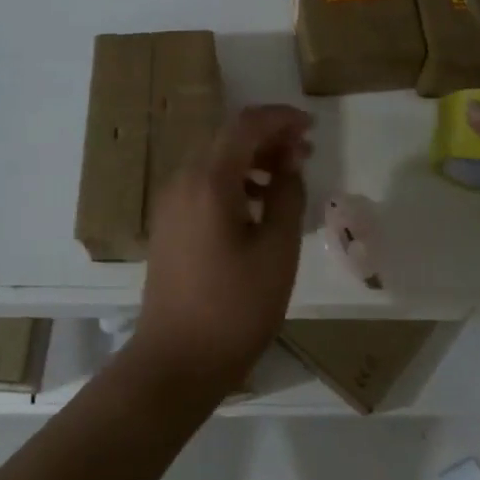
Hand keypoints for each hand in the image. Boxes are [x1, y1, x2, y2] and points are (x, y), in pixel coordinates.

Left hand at [129, 104, 312, 399]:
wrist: (175, 361)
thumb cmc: (235, 308)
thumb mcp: (277, 251)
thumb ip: (287, 196)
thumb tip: (289, 161)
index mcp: (208, 180)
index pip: (246, 125)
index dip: (281, 118)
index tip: (311, 127)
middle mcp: (182, 181)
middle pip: (227, 138)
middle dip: (268, 138)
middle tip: (305, 153)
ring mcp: (170, 203)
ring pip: (214, 161)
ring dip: (251, 159)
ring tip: (287, 177)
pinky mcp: (168, 224)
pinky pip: (203, 184)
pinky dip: (233, 181)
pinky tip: (257, 204)